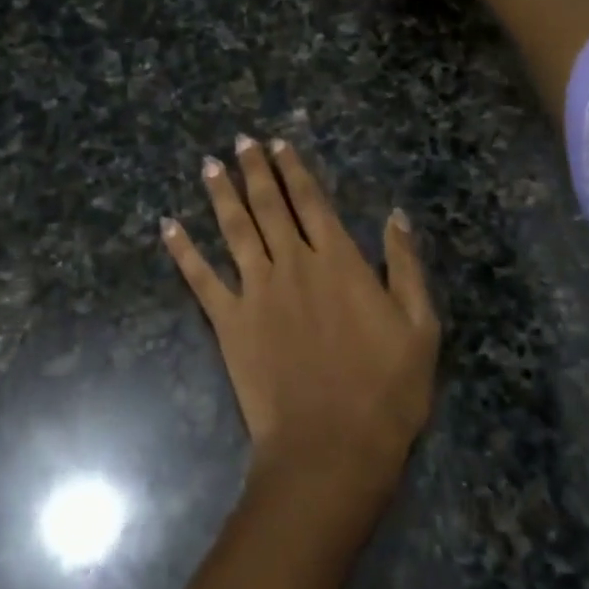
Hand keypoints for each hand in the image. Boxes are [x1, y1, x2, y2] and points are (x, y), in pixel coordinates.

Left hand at [162, 136, 439, 497]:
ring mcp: (256, 291)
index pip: (312, 201)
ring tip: (209, 166)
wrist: (331, 446)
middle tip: (240, 141)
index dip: (295, 169)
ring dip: (221, 194)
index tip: (280, 144)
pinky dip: (183, 251)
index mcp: (338, 261)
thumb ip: (406, 266)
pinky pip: (201, 279)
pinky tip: (168, 227)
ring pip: (234, 229)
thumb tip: (395, 215)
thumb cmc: (385, 390)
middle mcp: (293, 264)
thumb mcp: (420, 326)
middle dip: (255, 170)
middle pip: (269, 205)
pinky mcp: (229, 322)